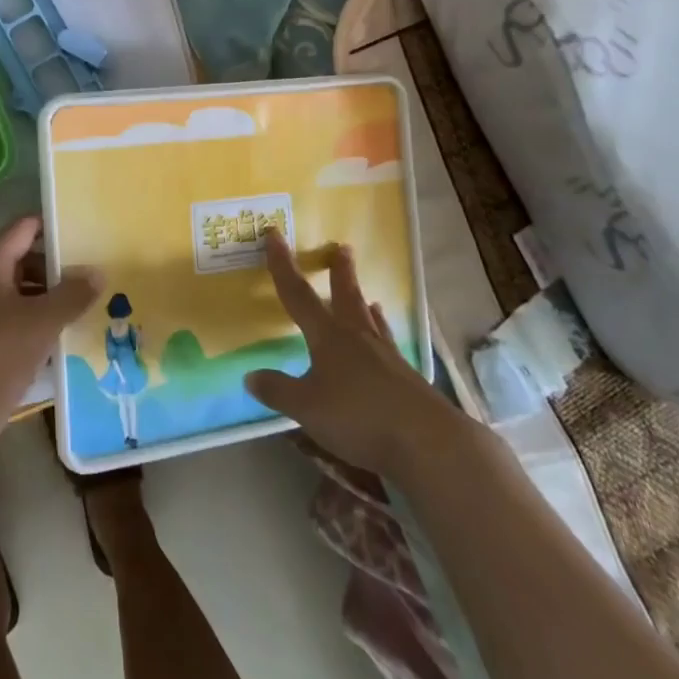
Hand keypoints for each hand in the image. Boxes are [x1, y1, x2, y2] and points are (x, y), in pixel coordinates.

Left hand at [0, 216, 100, 452]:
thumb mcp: (42, 321)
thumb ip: (72, 294)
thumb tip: (99, 272)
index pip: (23, 227)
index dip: (52, 224)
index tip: (86, 228)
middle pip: (26, 257)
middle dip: (59, 263)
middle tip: (96, 266)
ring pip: (26, 289)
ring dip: (55, 293)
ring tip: (92, 297)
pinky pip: (23, 315)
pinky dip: (45, 317)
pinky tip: (73, 327)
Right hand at [244, 230, 475, 476]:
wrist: (428, 442)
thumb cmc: (359, 417)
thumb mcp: (306, 408)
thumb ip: (278, 390)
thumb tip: (249, 376)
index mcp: (328, 336)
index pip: (298, 295)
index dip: (283, 266)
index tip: (275, 235)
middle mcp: (357, 337)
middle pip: (345, 296)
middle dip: (340, 273)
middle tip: (342, 248)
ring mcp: (386, 357)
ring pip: (371, 321)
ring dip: (364, 303)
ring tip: (368, 296)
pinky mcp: (407, 380)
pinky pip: (389, 346)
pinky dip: (383, 335)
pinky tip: (386, 343)